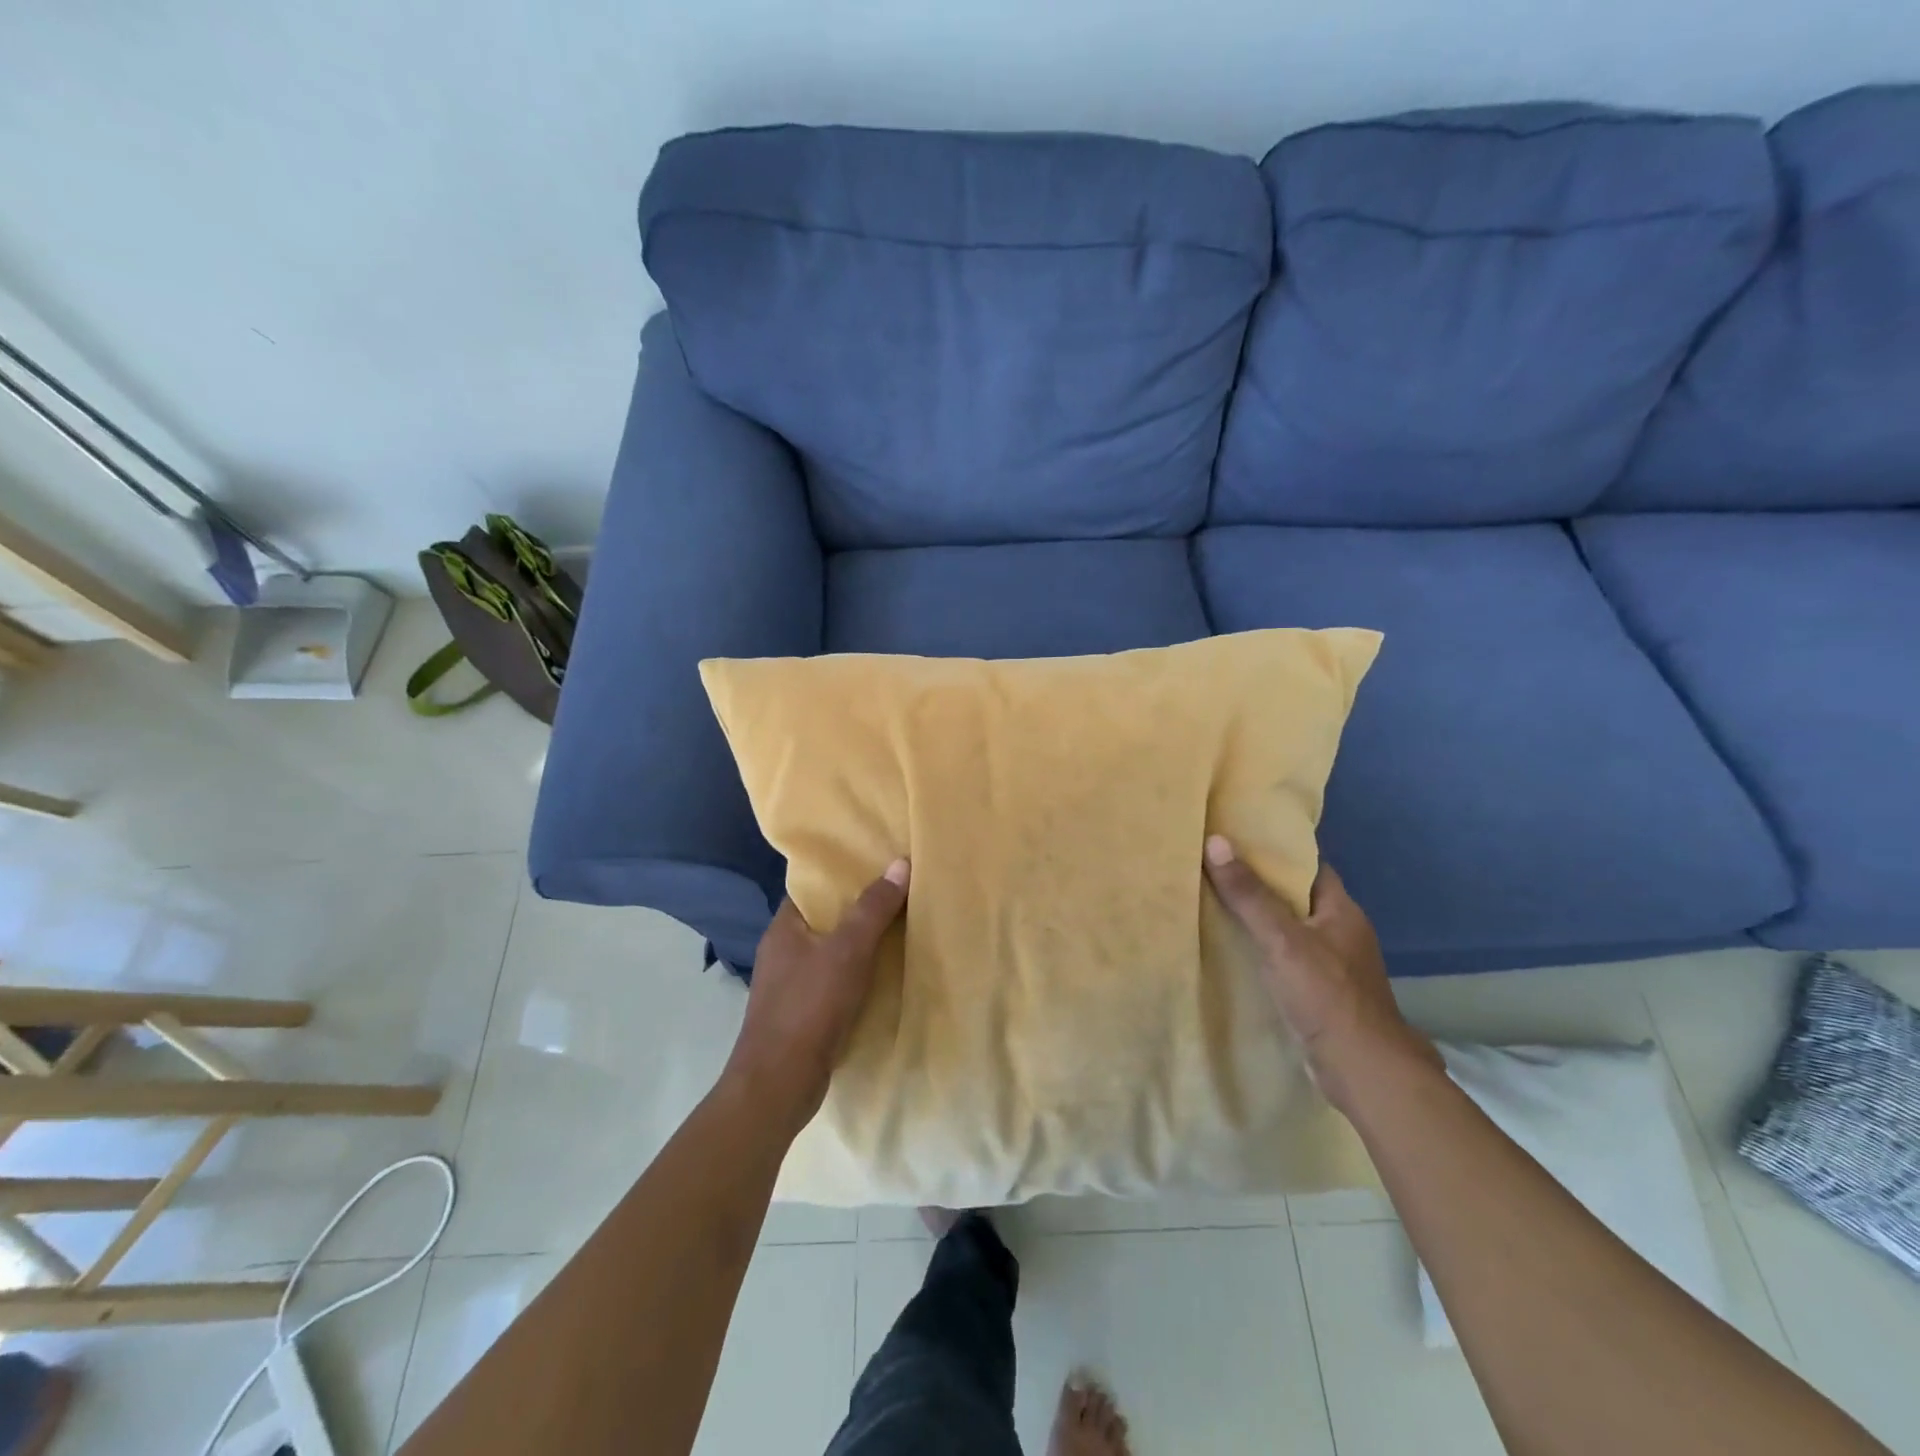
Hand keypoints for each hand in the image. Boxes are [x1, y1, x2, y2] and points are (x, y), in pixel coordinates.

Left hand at [724, 859, 909, 1132]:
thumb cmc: (809, 1007)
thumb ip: (873, 909)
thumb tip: (900, 863)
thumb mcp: (848, 951)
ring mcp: (790, 986)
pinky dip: (856, 976)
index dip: (844, 875)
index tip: (878, 866)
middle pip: (826, 920)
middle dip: (859, 910)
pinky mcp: (802, 1016)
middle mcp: (783, 952)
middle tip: (899, 894)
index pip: (813, 889)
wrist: (779, 1085)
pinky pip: (834, 983)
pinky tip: (884, 976)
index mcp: (784, 929)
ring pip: (831, 953)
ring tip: (900, 930)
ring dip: (860, 945)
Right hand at [1203, 835, 1438, 1111]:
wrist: (1361, 1070)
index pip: (1309, 866)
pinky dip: (1263, 951)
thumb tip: (1216, 841)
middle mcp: (1341, 932)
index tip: (1239, 840)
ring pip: (1290, 930)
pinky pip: (1287, 959)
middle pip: (1296, 897)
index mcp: (1342, 910)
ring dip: (1260, 921)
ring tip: (1215, 904)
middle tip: (1216, 870)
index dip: (1278, 851)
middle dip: (1261, 885)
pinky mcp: (1321, 993)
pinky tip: (1234, 951)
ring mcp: (1333, 965)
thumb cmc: (1326, 995)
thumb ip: (1249, 894)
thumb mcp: (1282, 939)